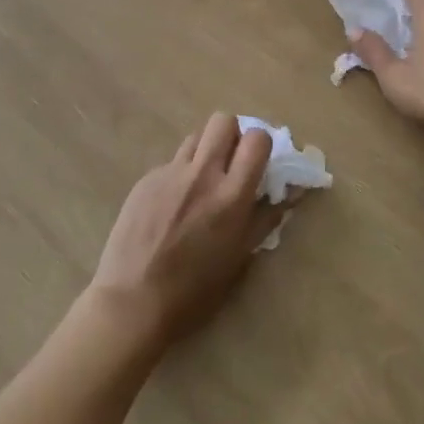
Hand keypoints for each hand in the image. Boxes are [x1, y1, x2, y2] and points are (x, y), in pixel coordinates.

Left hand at [90, 114, 281, 350]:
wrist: (132, 302)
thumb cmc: (195, 291)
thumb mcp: (240, 258)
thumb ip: (266, 218)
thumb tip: (291, 192)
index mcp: (232, 195)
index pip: (256, 139)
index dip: (261, 145)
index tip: (258, 162)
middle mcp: (202, 174)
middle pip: (223, 121)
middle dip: (232, 135)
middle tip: (231, 162)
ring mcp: (169, 173)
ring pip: (195, 136)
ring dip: (206, 150)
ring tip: (202, 180)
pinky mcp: (145, 180)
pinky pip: (171, 162)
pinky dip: (180, 174)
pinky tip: (172, 204)